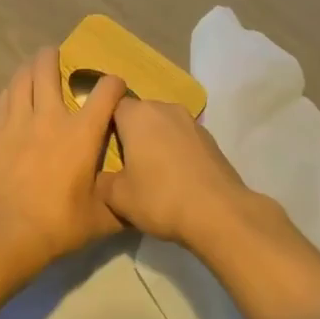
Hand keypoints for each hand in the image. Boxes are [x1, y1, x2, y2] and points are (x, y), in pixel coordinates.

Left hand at [0, 48, 125, 272]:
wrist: (7, 230)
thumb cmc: (60, 223)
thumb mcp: (102, 217)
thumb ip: (120, 200)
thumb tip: (137, 196)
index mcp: (82, 133)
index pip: (105, 92)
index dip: (114, 84)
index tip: (116, 87)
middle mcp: (50, 116)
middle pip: (49, 69)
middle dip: (54, 57)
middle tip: (57, 55)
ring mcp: (17, 121)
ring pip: (22, 78)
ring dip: (29, 67)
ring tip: (34, 65)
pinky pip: (3, 99)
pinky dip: (12, 91)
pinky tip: (13, 94)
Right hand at [97, 97, 265, 250]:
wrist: (219, 213)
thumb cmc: (160, 198)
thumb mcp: (117, 197)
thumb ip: (102, 181)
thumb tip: (103, 177)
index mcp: (138, 115)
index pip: (111, 105)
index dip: (104, 124)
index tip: (100, 146)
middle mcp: (166, 109)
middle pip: (139, 114)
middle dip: (130, 133)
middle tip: (123, 163)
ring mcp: (192, 123)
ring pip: (163, 126)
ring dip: (155, 142)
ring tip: (150, 172)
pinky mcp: (211, 140)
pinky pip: (183, 139)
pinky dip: (175, 152)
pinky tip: (175, 178)